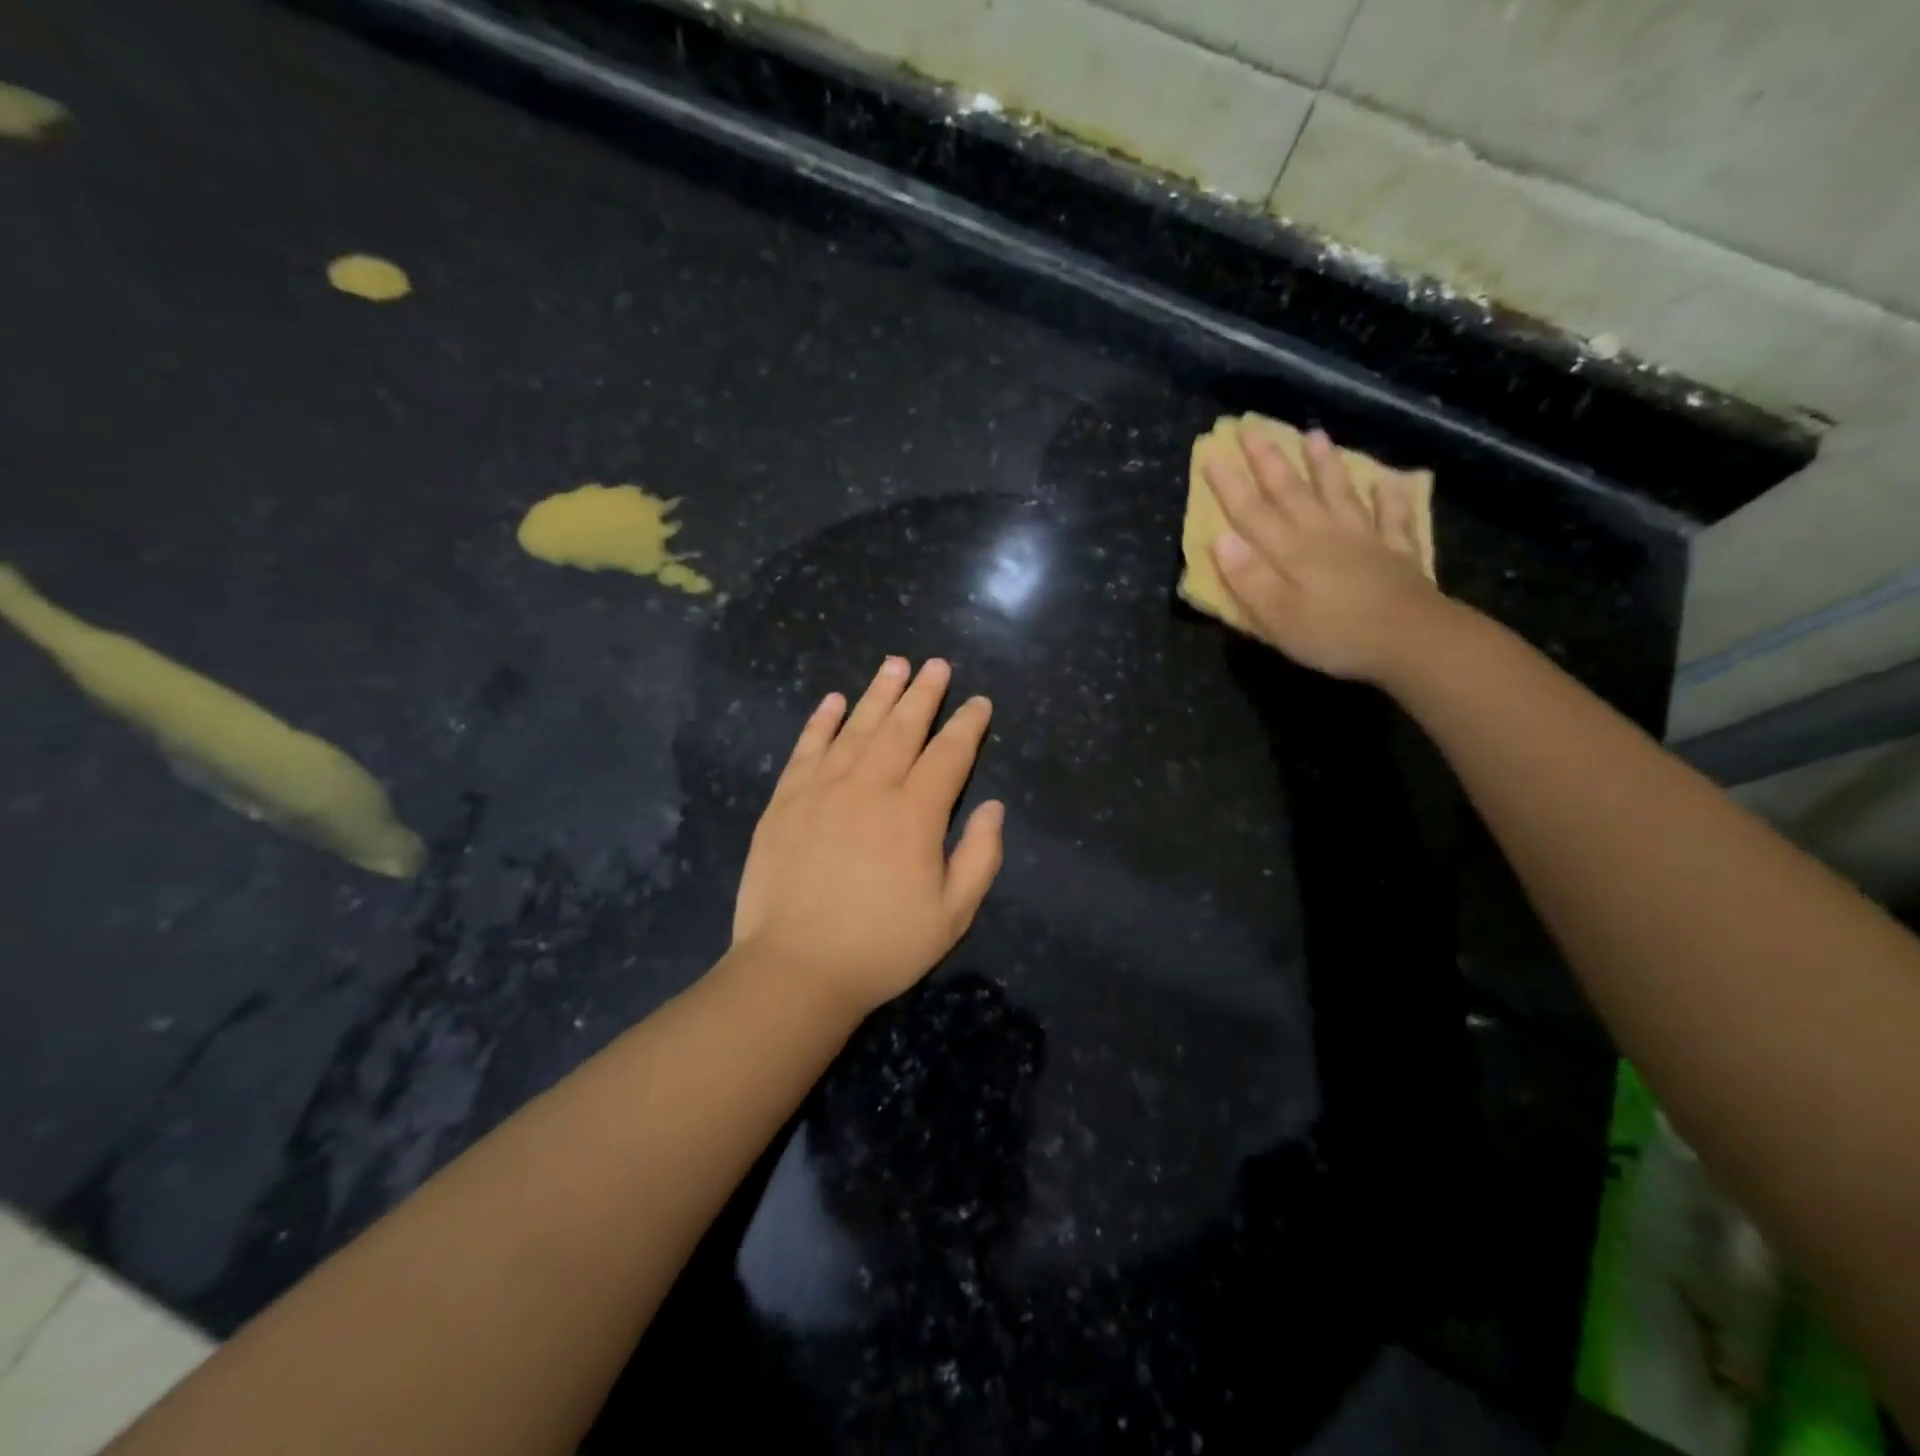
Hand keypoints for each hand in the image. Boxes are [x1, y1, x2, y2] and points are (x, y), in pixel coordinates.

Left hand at [731, 657, 1003, 1017]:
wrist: (795, 969)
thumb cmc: (882, 947)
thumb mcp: (952, 915)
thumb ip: (980, 856)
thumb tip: (993, 806)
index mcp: (915, 814)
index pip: (948, 755)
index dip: (967, 725)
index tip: (978, 703)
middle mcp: (870, 788)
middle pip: (903, 728)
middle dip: (924, 693)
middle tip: (936, 664)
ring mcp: (822, 790)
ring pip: (856, 727)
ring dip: (878, 693)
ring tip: (894, 664)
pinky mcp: (785, 801)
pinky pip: (806, 748)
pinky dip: (821, 721)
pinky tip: (833, 700)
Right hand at [1205, 422, 1448, 682]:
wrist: (1412, 640)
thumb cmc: (1335, 634)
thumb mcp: (1277, 616)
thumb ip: (1248, 578)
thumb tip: (1220, 539)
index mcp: (1290, 551)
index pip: (1251, 512)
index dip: (1229, 484)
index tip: (1212, 452)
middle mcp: (1324, 534)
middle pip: (1292, 491)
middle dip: (1269, 459)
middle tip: (1252, 427)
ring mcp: (1364, 539)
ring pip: (1339, 492)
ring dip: (1325, 464)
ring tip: (1314, 435)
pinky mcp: (1396, 552)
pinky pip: (1392, 517)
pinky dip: (1390, 497)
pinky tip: (1390, 481)